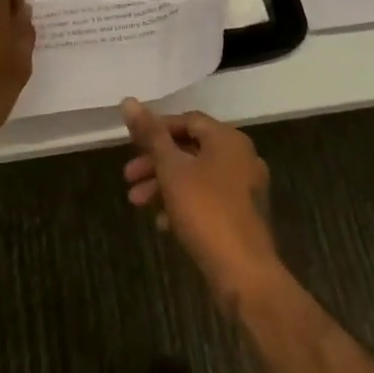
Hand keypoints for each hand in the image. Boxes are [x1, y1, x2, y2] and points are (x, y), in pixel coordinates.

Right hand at [122, 100, 282, 310]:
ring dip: (165, 185)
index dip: (156, 129)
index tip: (131, 145)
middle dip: (155, 162)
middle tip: (128, 177)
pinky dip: (184, 203)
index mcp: (228, 139)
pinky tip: (162, 223)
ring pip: (197, 175)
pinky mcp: (243, 215)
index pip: (187, 120)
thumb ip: (150, 135)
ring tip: (137, 202)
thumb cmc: (206, 211)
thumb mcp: (171, 169)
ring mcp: (245, 187)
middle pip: (190, 149)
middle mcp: (241, 156)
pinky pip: (208, 198)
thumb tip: (128, 100)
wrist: (245, 273)